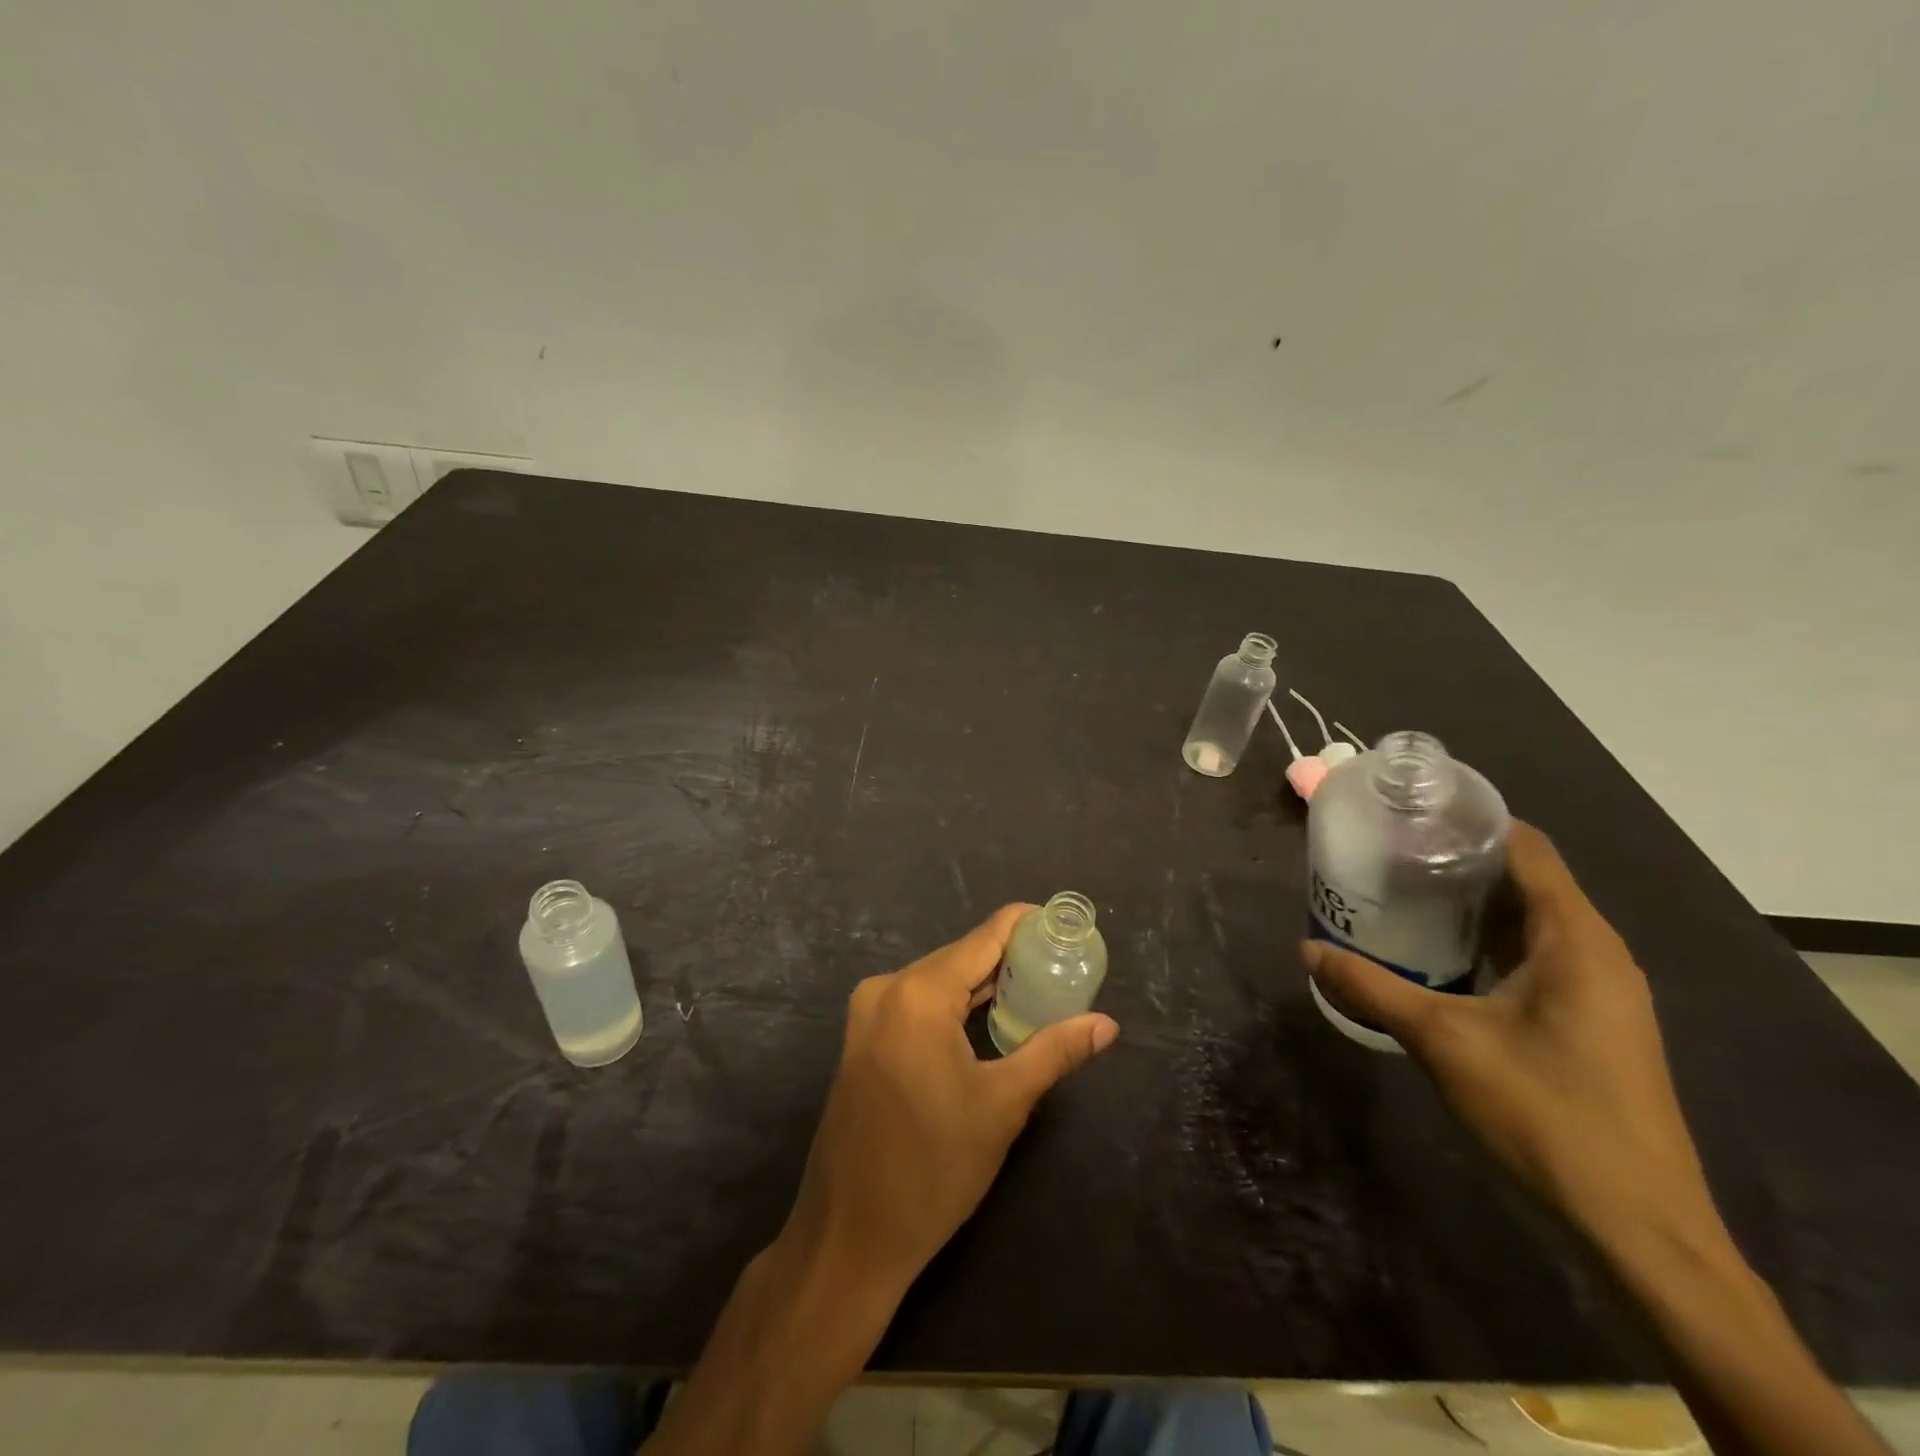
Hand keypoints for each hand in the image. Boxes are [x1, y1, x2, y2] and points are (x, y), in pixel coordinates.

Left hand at [781, 904, 1119, 1298]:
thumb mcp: (1002, 1106)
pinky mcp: (862, 1038)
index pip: (984, 937)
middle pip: (960, 957)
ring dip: (983, 984)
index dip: (1025, 925)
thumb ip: (1054, 1051)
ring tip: (1036, 989)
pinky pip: (917, 1002)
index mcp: (919, 994)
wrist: (849, 1235)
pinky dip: (954, 1004)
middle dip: (1010, 959)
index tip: (1063, 925)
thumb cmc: (933, 1170)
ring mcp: (867, 1013)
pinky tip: (986, 1019)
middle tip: (1061, 967)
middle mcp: (887, 988)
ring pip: (939, 980)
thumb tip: (1107, 1024)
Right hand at [1302, 822, 1717, 1250]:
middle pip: (1526, 878)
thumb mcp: (1442, 1041)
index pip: (1526, 847)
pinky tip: (1437, 951)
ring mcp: (1599, 989)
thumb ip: (1371, 987)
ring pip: (1529, 919)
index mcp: (1576, 939)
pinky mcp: (1591, 1020)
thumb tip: (1307, 949)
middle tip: (1387, 851)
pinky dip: (1486, 940)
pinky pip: (1535, 955)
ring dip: (1470, 903)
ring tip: (1400, 891)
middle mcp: (1596, 951)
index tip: (1408, 813)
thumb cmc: (1545, 1113)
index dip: (1469, 821)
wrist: (1637, 1225)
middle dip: (1457, 860)